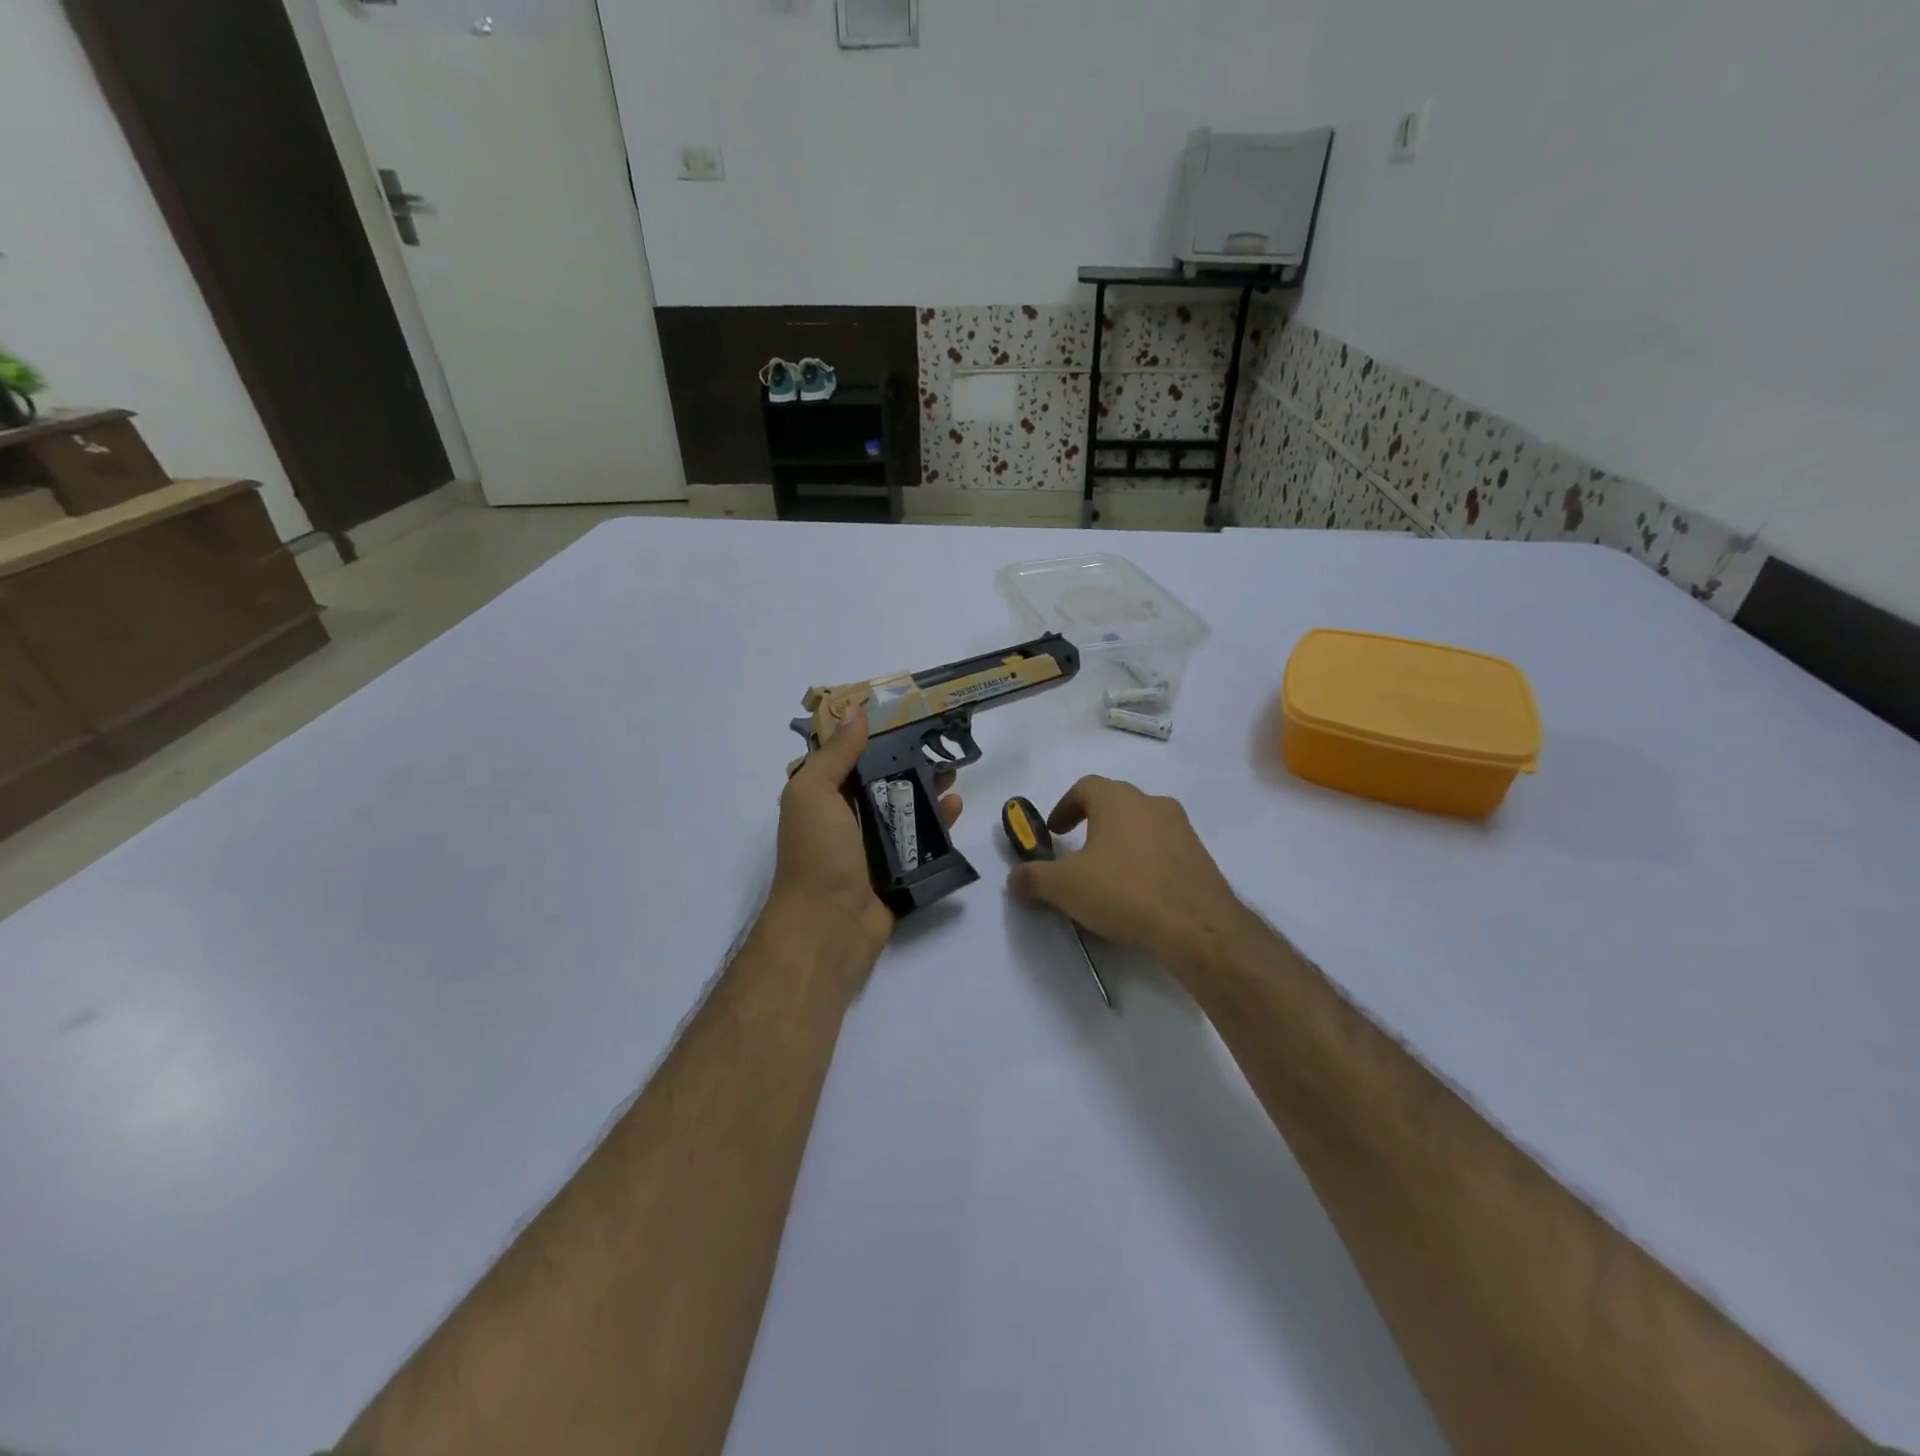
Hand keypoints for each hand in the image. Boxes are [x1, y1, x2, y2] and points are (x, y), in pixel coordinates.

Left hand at [771, 703, 961, 964]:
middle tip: (941, 746)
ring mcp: (872, 846)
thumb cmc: (818, 852)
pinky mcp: (897, 870)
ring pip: (905, 809)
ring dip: (929, 790)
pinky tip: (956, 808)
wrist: (829, 925)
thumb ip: (836, 753)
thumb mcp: (815, 792)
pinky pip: (921, 841)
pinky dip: (939, 824)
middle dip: (910, 762)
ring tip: (954, 774)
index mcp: (823, 796)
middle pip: (883, 780)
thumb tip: (854, 710)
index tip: (907, 714)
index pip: (850, 755)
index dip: (876, 735)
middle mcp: (846, 818)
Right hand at [1007, 776, 1251, 968]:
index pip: (1085, 787)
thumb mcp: (1065, 887)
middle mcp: (1152, 803)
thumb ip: (1033, 878)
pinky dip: (1145, 862)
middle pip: (1115, 804)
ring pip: (1141, 826)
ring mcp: (1181, 828)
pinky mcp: (1200, 856)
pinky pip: (1163, 850)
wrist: (1197, 926)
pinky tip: (1138, 893)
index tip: (1054, 833)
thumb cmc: (1124, 892)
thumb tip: (1015, 877)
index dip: (1064, 807)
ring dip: (1120, 843)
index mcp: (1118, 800)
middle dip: (1092, 824)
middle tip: (1077, 853)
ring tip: (1107, 876)